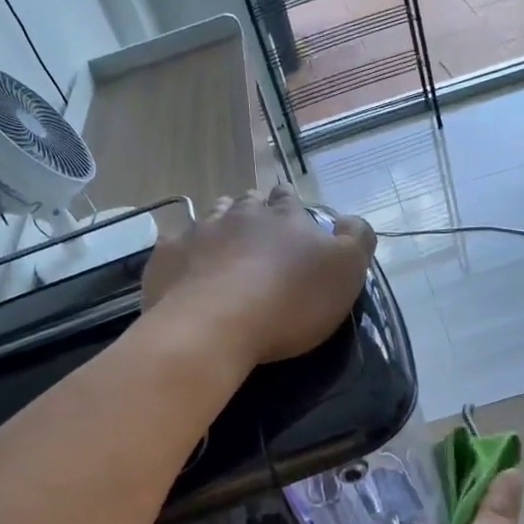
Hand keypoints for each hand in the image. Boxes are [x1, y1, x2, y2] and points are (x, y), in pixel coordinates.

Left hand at [141, 186, 375, 367]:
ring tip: (223, 247)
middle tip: (257, 235)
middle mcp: (240, 214)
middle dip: (254, 212)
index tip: (292, 220)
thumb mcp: (346, 272)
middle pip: (248, 202)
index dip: (291, 207)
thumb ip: (356, 240)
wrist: (216, 325)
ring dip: (220, 226)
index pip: (289, 199)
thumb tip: (349, 219)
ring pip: (211, 215)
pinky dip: (184, 252)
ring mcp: (199, 231)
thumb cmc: (290, 302)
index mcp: (285, 217)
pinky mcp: (167, 255)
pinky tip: (186, 270)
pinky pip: (176, 244)